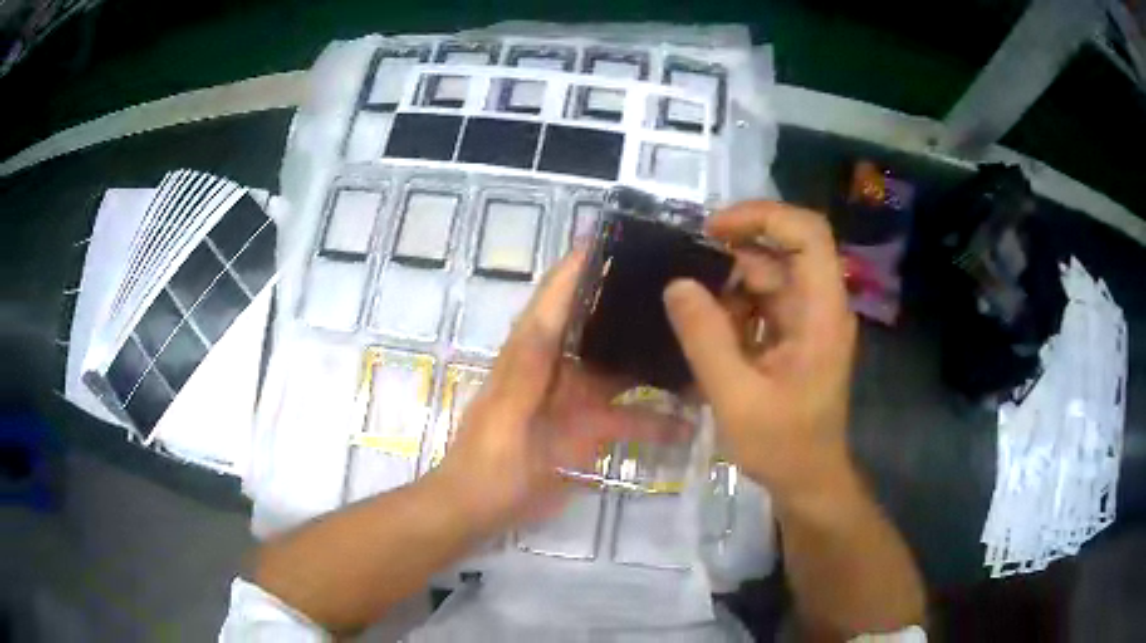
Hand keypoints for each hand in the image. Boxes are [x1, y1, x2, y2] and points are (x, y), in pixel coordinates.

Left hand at [436, 250, 665, 534]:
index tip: (624, 236)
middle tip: (687, 284)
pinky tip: (693, 421)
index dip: (584, 262)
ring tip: (704, 342)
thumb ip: (525, 369)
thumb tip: (544, 314)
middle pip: (602, 322)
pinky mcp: (592, 429)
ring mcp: (579, 397)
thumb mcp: (505, 415)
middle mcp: (560, 364)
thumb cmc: (487, 462)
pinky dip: (660, 418)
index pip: (559, 294)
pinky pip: (632, 417)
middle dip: (636, 301)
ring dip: (658, 357)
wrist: (481, 509)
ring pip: (625, 367)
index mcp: (533, 351)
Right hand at [663, 201, 858, 505]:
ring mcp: (807, 319)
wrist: (807, 479)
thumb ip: (705, 339)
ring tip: (688, 308)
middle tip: (684, 267)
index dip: (764, 216)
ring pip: (767, 275)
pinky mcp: (793, 334)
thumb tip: (676, 284)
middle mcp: (820, 305)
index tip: (713, 229)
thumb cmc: (782, 445)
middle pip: (783, 250)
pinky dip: (732, 307)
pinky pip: (761, 301)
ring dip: (728, 285)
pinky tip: (704, 328)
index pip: (808, 234)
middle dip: (734, 252)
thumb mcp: (736, 397)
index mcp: (821, 312)